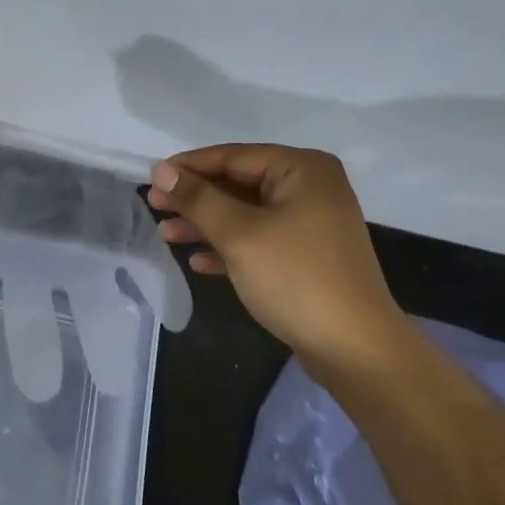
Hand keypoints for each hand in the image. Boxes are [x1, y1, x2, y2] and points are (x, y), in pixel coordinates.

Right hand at [147, 143, 411, 375]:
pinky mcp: (306, 255)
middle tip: (153, 207)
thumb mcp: (239, 234)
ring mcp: (310, 223)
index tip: (150, 179)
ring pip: (246, 214)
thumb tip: (161, 171)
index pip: (233, 156)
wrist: (354, 347)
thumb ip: (198, 199)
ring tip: (165, 235)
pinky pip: (259, 240)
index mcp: (302, 169)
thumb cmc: (294, 278)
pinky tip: (198, 261)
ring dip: (206, 225)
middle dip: (195, 198)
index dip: (189, 167)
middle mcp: (310, 188)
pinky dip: (229, 247)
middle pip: (238, 184)